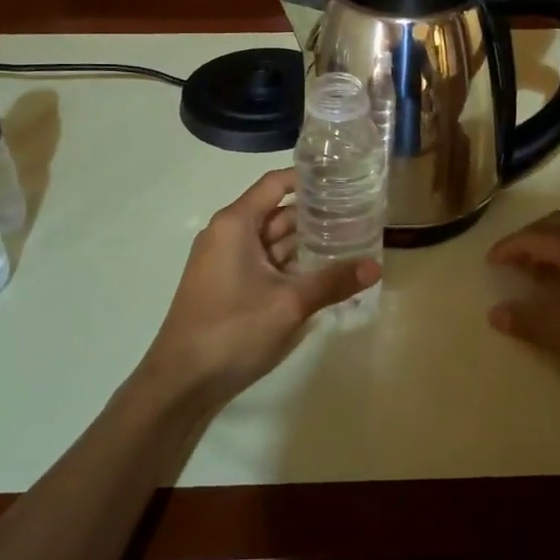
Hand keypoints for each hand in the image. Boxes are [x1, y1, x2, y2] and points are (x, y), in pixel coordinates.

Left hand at [136, 169, 378, 408]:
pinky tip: (322, 273)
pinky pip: (265, 264)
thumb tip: (377, 266)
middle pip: (277, 212)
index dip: (308, 178)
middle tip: (359, 215)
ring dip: (306, 242)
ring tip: (349, 241)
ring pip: (272, 241)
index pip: (276, 184)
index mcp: (236, 224)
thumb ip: (333, 281)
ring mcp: (226, 262)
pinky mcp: (228, 286)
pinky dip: (291, 265)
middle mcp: (228, 235)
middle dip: (316, 214)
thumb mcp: (290, 304)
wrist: (182, 381)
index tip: (343, 178)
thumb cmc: (232, 330)